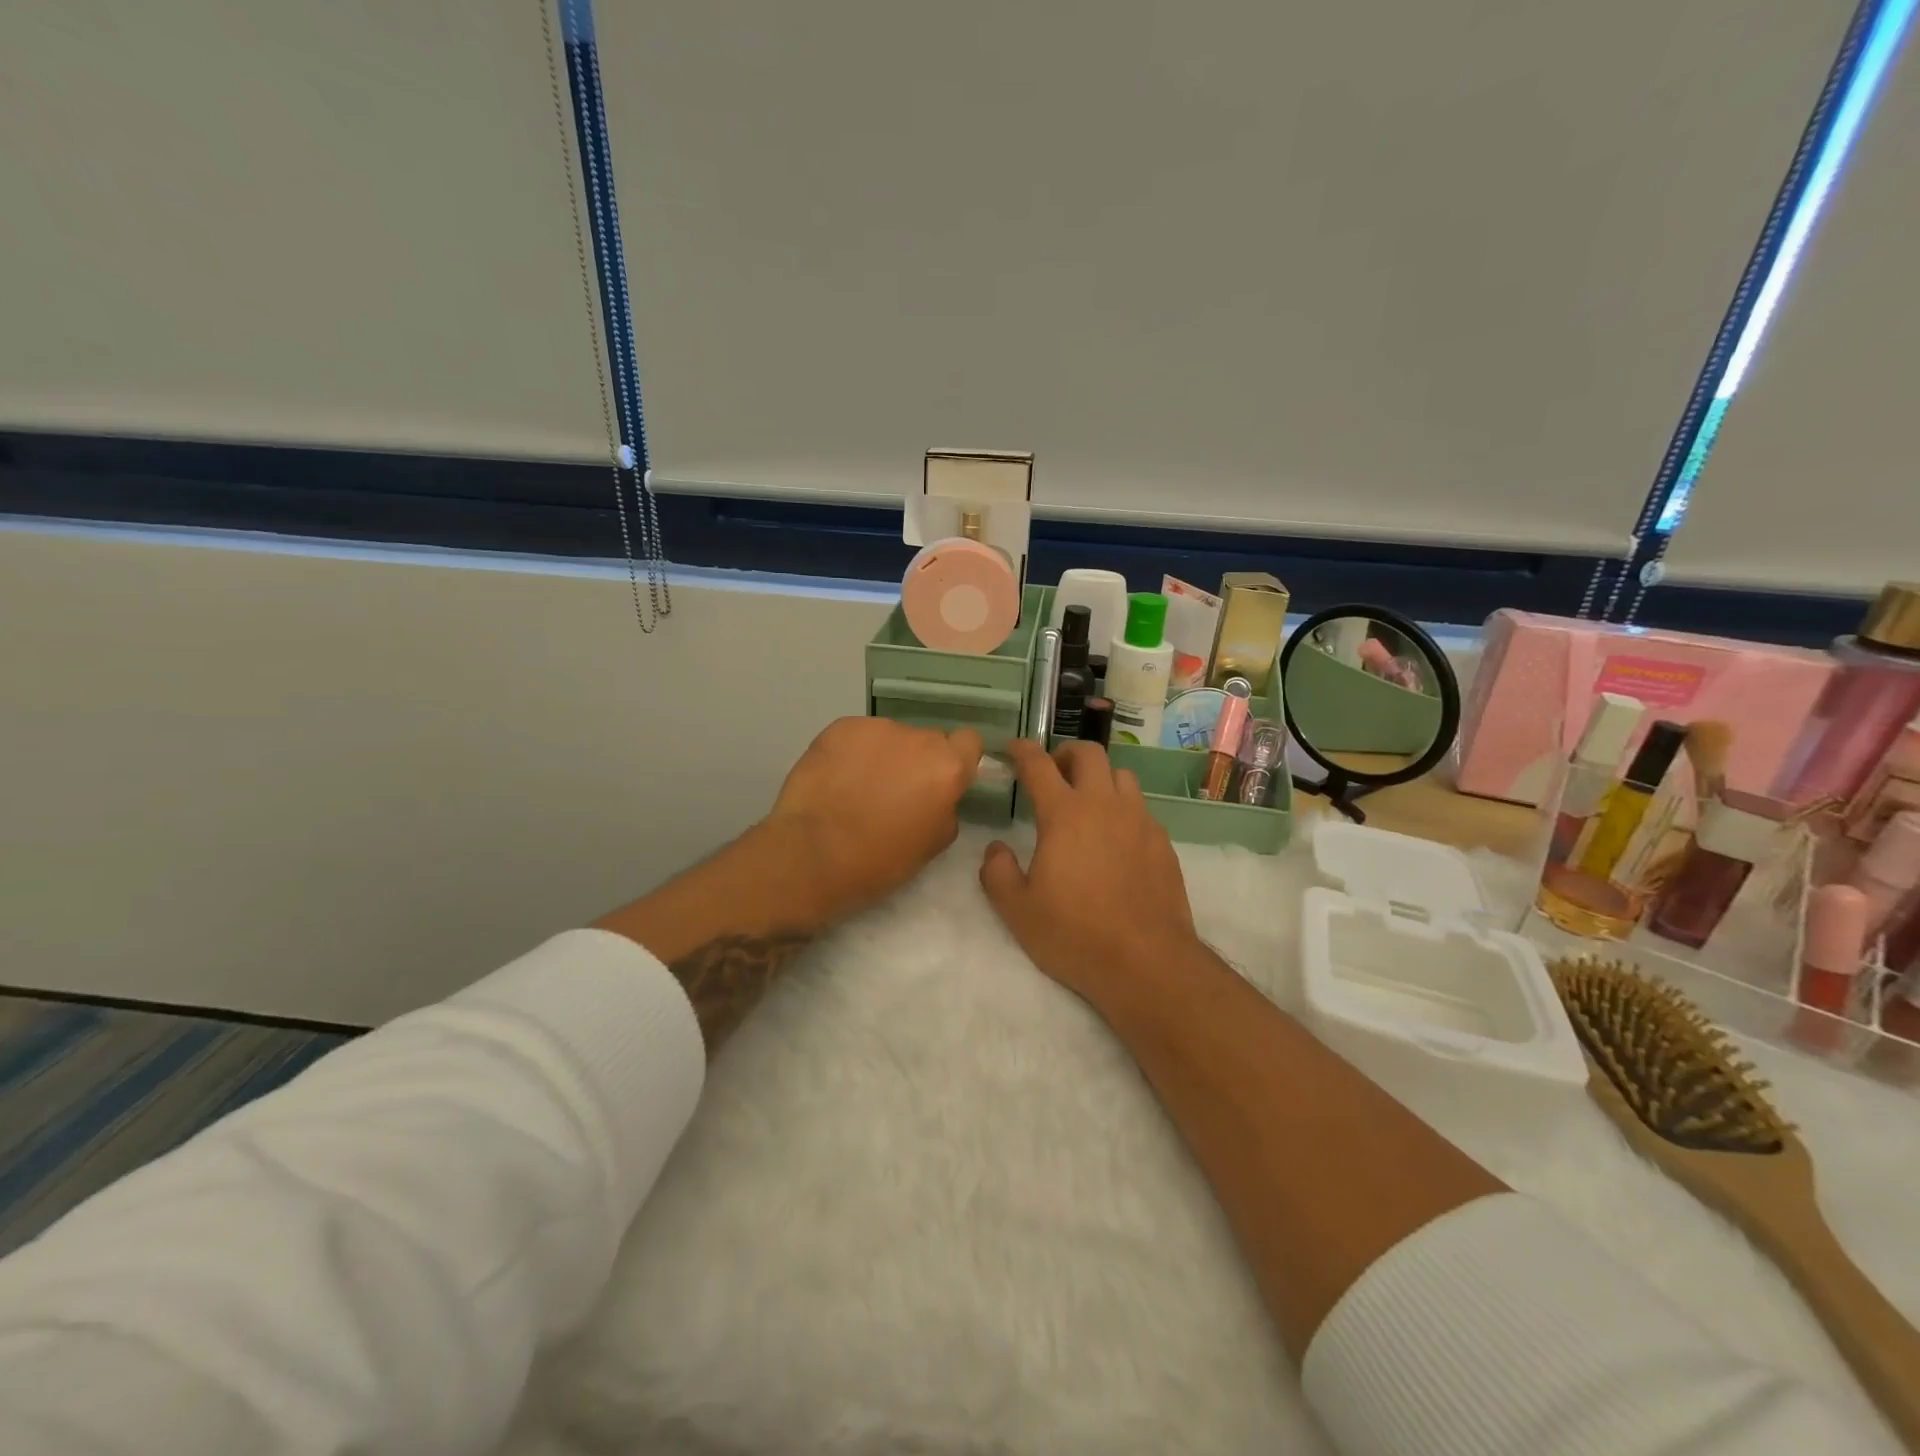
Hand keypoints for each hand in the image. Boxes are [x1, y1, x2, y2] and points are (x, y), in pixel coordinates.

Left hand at [765, 716, 982, 925]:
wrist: (811, 854)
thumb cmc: (878, 861)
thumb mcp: (932, 845)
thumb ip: (945, 809)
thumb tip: (938, 797)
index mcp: (946, 768)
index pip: (969, 742)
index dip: (957, 760)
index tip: (940, 781)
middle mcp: (917, 739)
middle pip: (927, 741)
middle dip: (917, 761)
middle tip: (895, 792)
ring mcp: (876, 728)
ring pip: (890, 737)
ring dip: (883, 756)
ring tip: (857, 788)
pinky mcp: (840, 727)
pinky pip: (858, 736)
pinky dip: (852, 753)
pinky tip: (835, 779)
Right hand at [979, 740, 1198, 1008]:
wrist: (1146, 962)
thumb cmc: (1075, 933)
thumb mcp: (1018, 910)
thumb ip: (997, 873)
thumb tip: (996, 850)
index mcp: (1065, 814)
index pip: (1039, 765)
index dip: (1022, 751)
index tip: (1012, 748)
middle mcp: (1105, 806)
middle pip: (1089, 754)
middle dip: (1066, 754)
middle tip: (1053, 773)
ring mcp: (1139, 821)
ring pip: (1121, 776)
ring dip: (1099, 778)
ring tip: (1087, 804)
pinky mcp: (1162, 842)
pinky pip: (1141, 808)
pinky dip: (1123, 809)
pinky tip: (1115, 840)